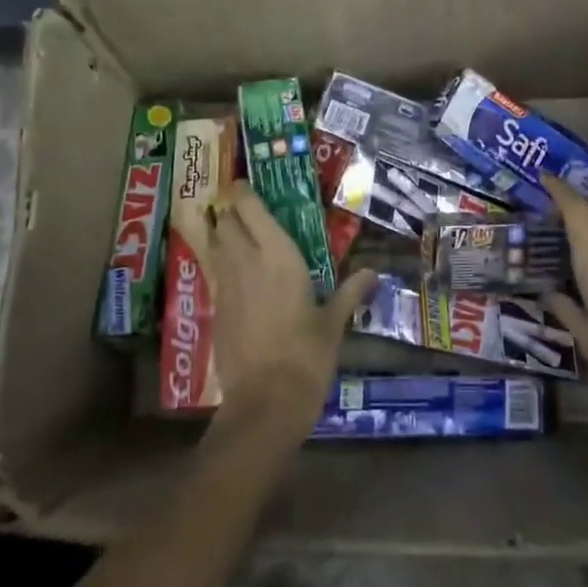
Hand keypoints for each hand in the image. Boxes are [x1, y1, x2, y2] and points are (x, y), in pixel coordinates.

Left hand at [202, 180, 375, 445]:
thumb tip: (373, 273)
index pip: (249, 208)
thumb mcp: (333, 323)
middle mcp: (245, 261)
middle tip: (245, 210)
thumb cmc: (307, 355)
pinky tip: (237, 277)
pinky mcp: (215, 311)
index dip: (242, 192)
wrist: (265, 402)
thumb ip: (350, 292)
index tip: (245, 184)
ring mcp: (225, 286)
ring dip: (222, 235)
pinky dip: (221, 266)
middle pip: (225, 222)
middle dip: (230, 211)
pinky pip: (216, 275)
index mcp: (277, 254)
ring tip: (236, 235)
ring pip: (215, 246)